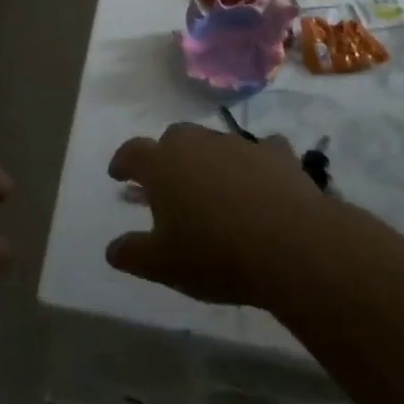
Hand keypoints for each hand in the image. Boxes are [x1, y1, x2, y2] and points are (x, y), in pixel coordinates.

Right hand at [106, 122, 325, 306]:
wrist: (291, 246)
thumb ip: (133, 254)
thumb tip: (112, 249)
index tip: (118, 174)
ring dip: (209, 159)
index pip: (133, 152)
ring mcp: (239, 144)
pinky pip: (260, 151)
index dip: (123, 162)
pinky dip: (255, 163)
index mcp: (162, 165)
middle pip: (174, 138)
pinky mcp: (277, 154)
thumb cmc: (216, 254)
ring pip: (215, 142)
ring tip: (214, 188)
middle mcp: (197, 143)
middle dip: (167, 156)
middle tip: (168, 182)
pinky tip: (261, 181)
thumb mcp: (164, 265)